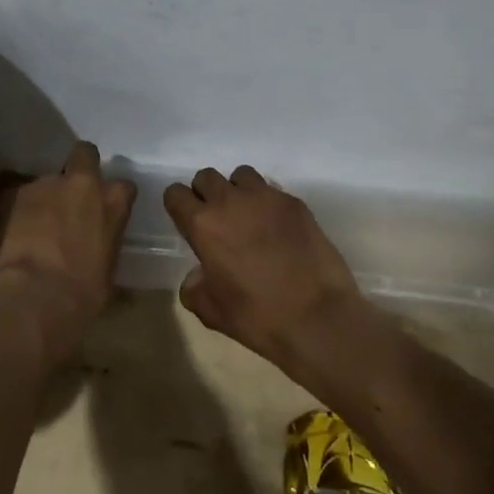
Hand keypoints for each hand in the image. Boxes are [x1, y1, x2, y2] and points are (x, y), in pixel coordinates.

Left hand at [0, 141, 135, 364]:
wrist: (33, 298)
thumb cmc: (81, 295)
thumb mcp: (106, 271)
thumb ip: (103, 244)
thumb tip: (95, 249)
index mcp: (112, 202)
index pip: (123, 186)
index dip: (113, 197)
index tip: (106, 211)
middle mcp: (80, 183)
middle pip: (84, 154)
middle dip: (79, 167)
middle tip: (70, 196)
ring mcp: (43, 185)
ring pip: (45, 181)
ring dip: (43, 198)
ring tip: (32, 227)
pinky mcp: (10, 194)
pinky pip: (16, 197)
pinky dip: (16, 211)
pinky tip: (11, 234)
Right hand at [165, 166, 366, 374]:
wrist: (318, 318)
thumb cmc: (258, 317)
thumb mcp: (212, 312)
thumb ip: (194, 288)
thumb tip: (197, 275)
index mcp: (203, 225)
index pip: (175, 193)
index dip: (178, 206)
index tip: (187, 222)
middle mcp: (230, 201)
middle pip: (206, 177)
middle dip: (206, 194)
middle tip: (217, 220)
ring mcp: (266, 198)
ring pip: (241, 175)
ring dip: (237, 191)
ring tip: (248, 216)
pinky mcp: (295, 203)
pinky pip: (272, 190)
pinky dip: (267, 203)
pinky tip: (277, 228)